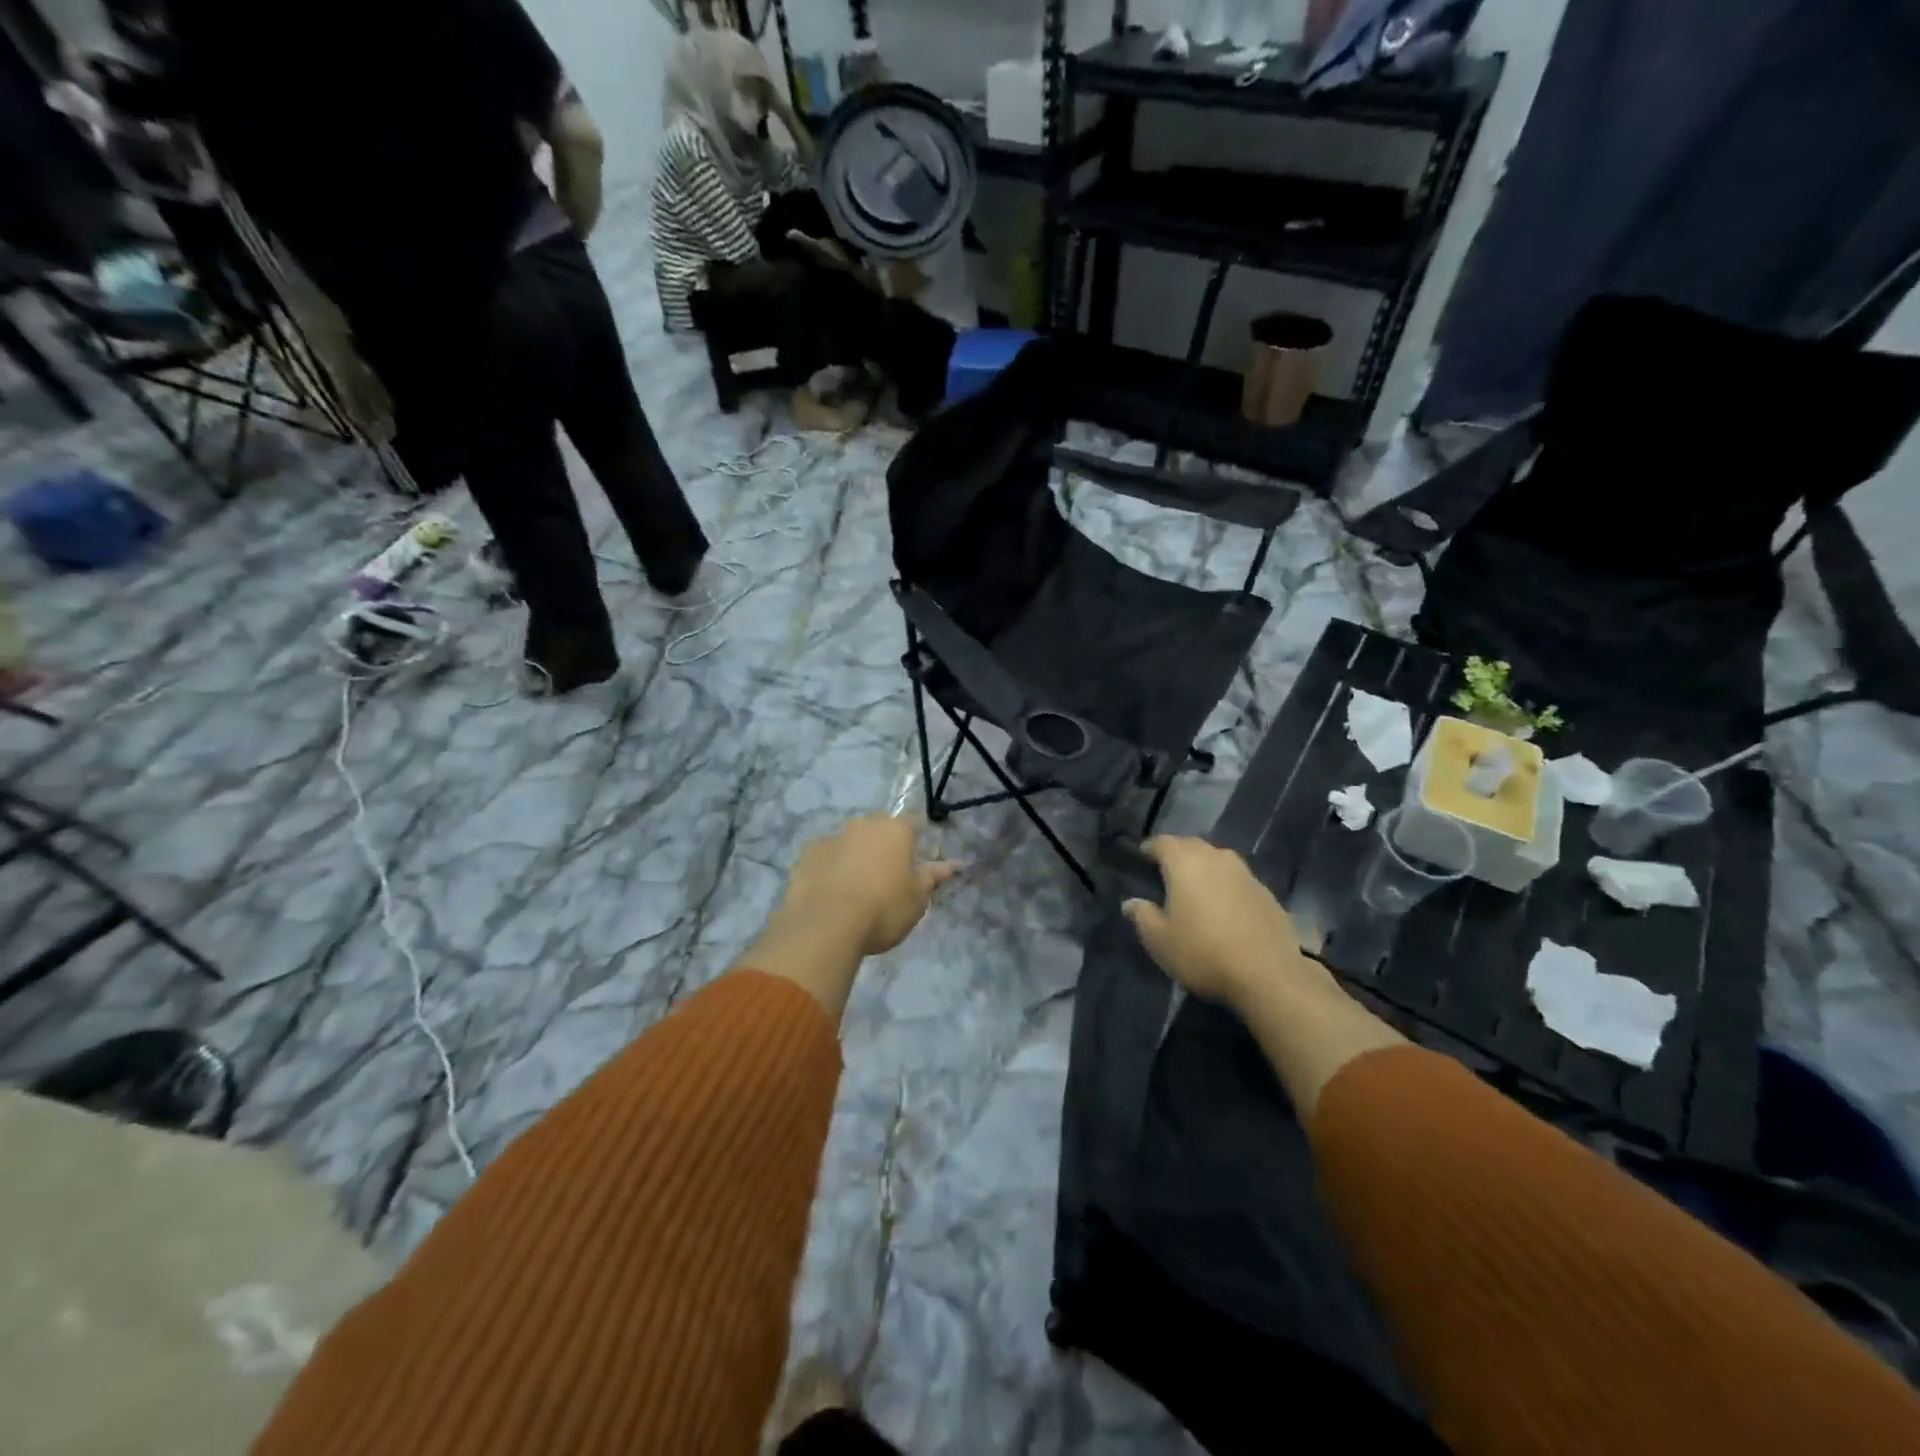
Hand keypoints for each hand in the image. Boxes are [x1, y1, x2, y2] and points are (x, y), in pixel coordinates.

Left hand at [778, 815, 958, 956]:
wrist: (825, 926)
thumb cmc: (882, 910)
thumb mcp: (917, 900)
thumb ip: (933, 877)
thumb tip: (955, 864)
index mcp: (896, 830)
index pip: (914, 822)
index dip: (917, 837)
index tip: (916, 857)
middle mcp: (865, 824)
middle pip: (880, 826)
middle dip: (884, 842)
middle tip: (887, 872)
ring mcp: (833, 836)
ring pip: (851, 839)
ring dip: (856, 853)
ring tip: (856, 884)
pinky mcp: (807, 853)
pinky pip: (826, 854)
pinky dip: (831, 865)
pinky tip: (831, 890)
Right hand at [1122, 837, 1335, 1009]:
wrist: (1269, 976)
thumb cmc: (1203, 953)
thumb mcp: (1160, 941)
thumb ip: (1142, 916)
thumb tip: (1131, 902)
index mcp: (1185, 863)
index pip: (1162, 842)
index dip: (1149, 848)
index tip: (1140, 859)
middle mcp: (1216, 858)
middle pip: (1192, 845)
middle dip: (1177, 854)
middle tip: (1165, 873)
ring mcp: (1246, 874)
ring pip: (1218, 859)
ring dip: (1204, 867)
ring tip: (1195, 888)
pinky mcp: (1267, 893)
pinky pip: (1238, 879)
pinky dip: (1226, 885)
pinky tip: (1225, 907)